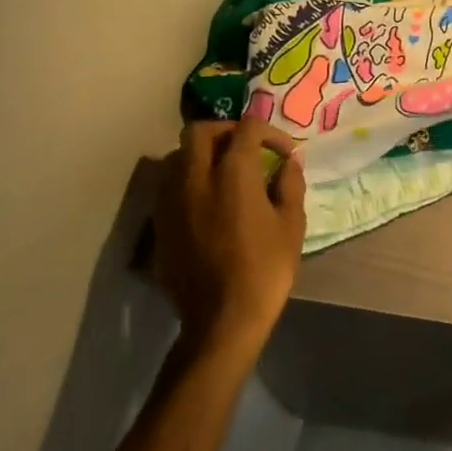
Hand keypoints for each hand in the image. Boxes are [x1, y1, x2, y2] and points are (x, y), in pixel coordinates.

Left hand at [153, 119, 306, 353]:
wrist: (221, 322)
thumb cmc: (265, 268)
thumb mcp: (291, 223)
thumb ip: (290, 183)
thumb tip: (289, 162)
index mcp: (232, 173)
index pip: (247, 128)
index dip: (270, 132)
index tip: (284, 153)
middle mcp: (195, 178)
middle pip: (200, 131)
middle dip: (225, 131)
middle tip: (246, 148)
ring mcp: (171, 202)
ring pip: (178, 156)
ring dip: (201, 155)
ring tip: (224, 173)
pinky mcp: (159, 226)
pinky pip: (169, 187)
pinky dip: (188, 182)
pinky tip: (207, 203)